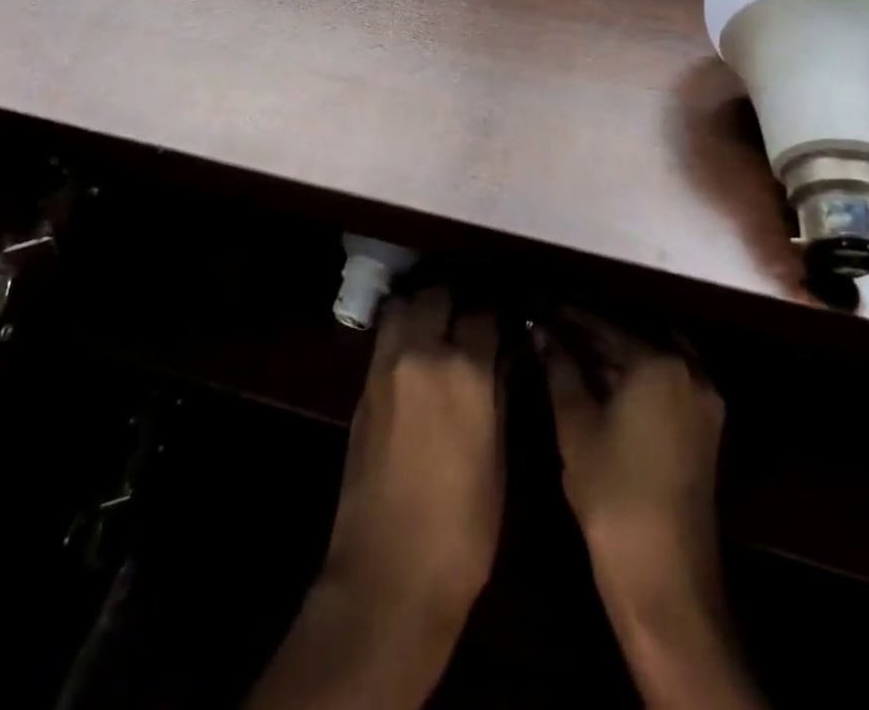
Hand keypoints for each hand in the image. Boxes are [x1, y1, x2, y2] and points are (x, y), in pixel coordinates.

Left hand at [322, 286, 504, 627]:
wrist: (388, 575)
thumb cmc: (462, 529)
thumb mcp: (498, 460)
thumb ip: (498, 394)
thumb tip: (503, 356)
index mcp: (464, 371)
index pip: (483, 311)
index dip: (497, 308)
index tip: (506, 310)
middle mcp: (421, 353)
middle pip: (436, 293)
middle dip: (456, 294)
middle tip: (471, 308)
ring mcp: (385, 366)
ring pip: (403, 305)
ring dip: (422, 304)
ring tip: (441, 318)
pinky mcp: (362, 385)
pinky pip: (385, 336)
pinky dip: (402, 329)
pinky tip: (417, 347)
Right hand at [540, 311, 723, 597]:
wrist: (665, 577)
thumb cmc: (613, 492)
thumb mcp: (575, 424)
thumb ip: (559, 368)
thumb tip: (542, 333)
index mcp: (660, 362)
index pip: (605, 323)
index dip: (569, 315)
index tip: (541, 307)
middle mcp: (691, 371)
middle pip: (636, 334)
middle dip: (596, 330)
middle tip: (558, 329)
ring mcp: (704, 402)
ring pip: (655, 357)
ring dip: (618, 351)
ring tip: (575, 352)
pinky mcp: (705, 429)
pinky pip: (668, 381)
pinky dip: (639, 374)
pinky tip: (604, 383)